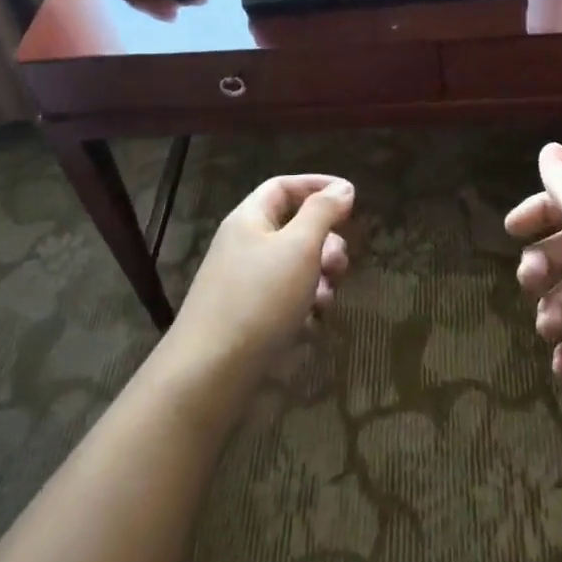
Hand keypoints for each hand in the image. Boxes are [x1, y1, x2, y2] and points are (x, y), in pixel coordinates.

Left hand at [168, 174, 353, 385]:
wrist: (210, 375)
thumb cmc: (259, 299)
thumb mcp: (298, 247)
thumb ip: (323, 213)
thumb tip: (342, 187)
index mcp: (249, 219)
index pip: (284, 186)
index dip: (317, 186)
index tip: (350, 198)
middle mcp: (246, 247)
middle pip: (295, 228)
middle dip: (325, 242)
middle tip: (339, 263)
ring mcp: (247, 285)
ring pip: (296, 267)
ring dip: (320, 278)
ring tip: (325, 299)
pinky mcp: (251, 319)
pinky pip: (288, 301)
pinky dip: (305, 306)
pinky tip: (311, 324)